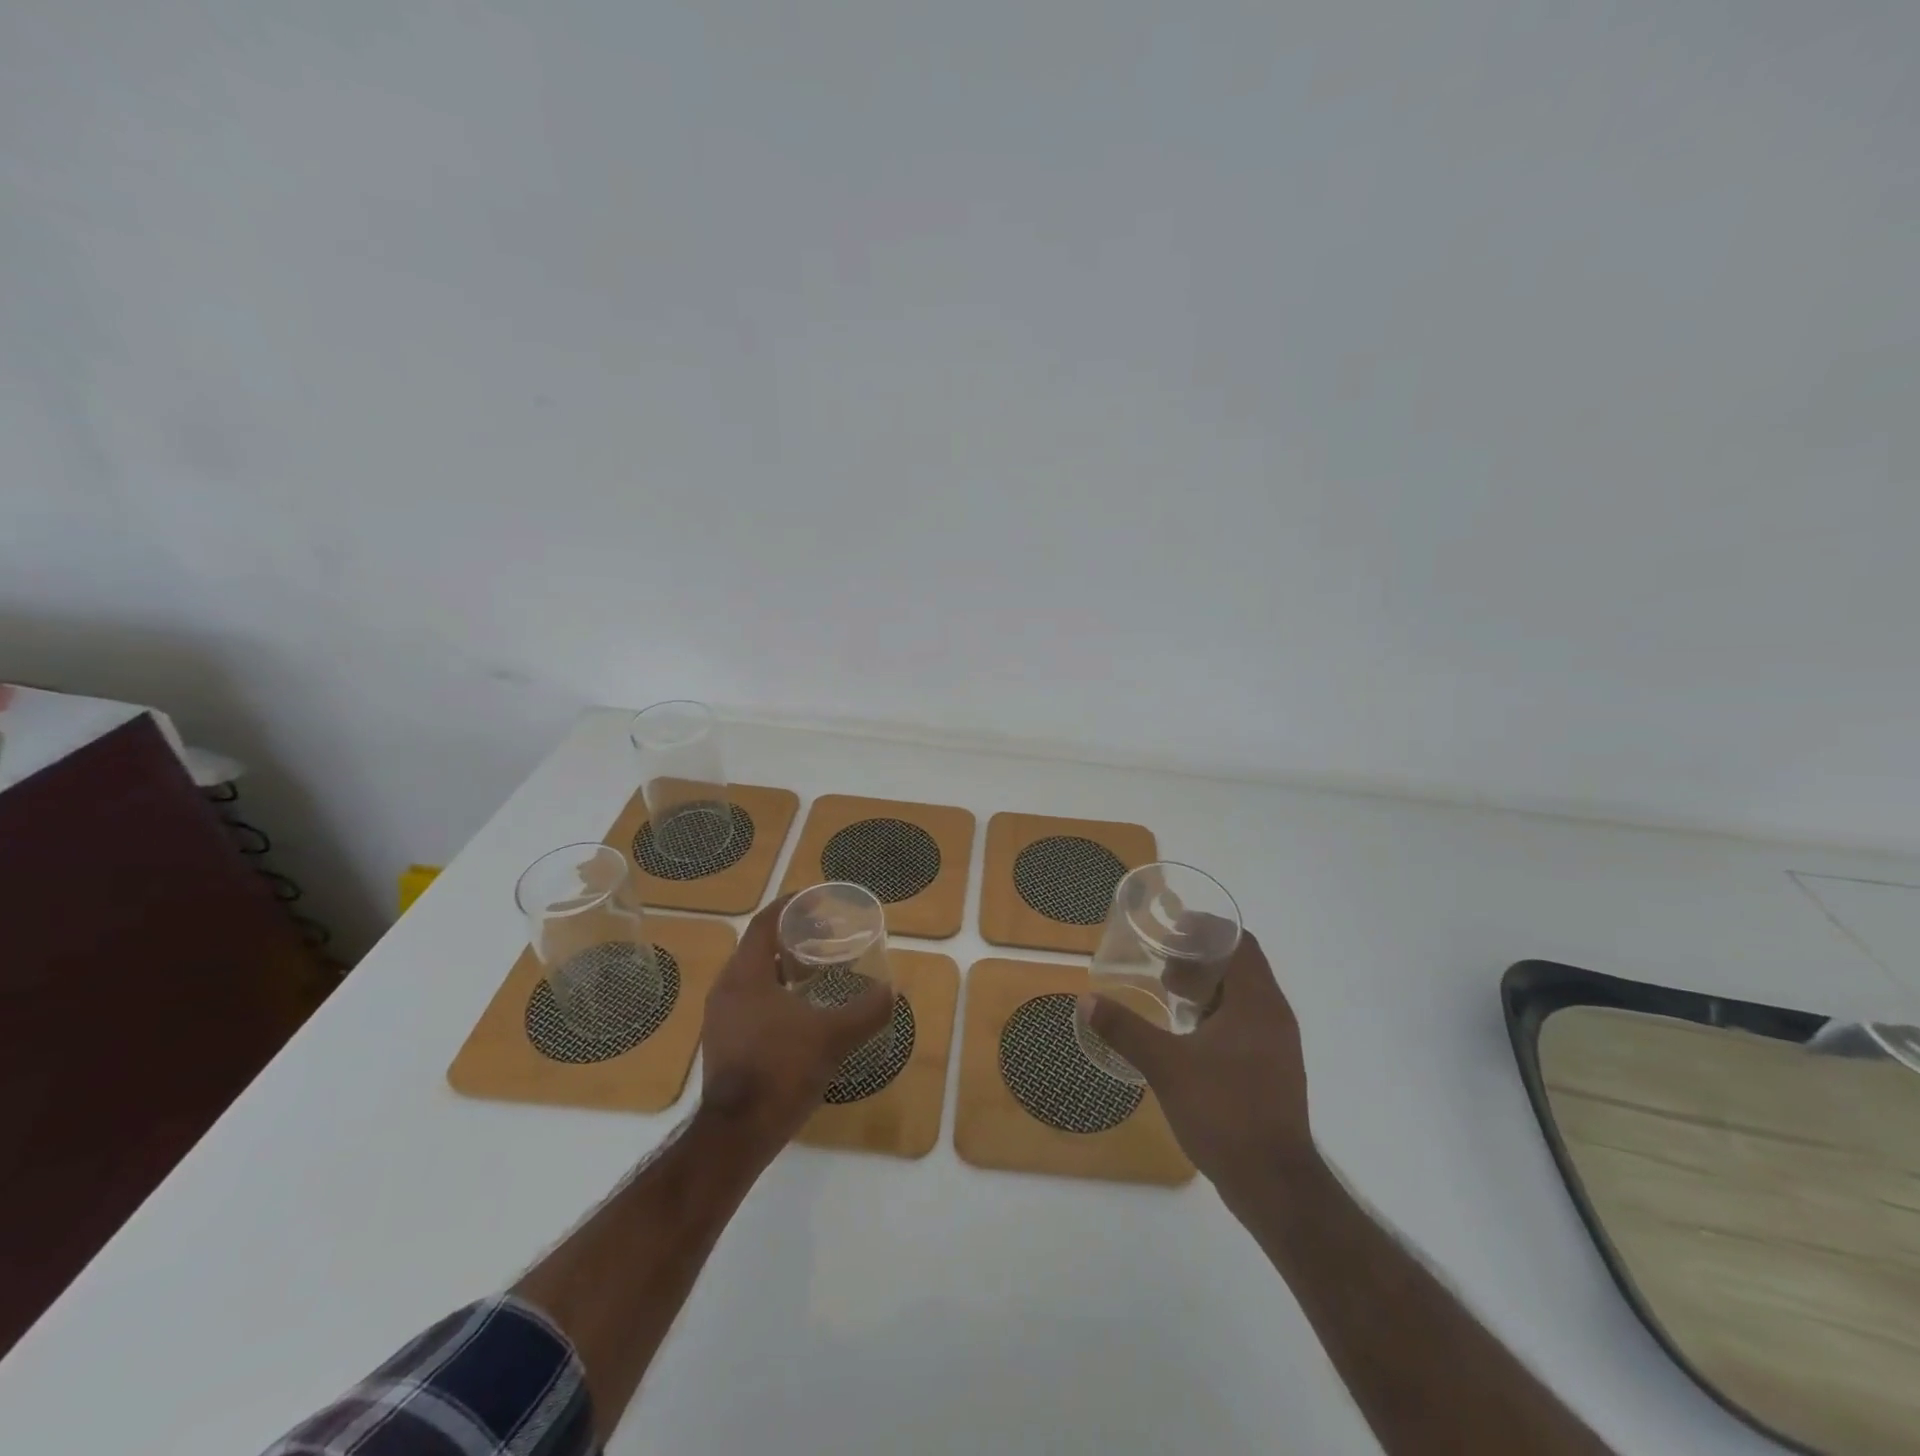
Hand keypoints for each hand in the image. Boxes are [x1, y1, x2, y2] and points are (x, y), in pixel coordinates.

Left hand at [699, 894, 893, 1156]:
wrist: (736, 1135)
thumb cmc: (781, 1071)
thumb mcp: (833, 1038)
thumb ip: (866, 1011)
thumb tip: (892, 992)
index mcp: (746, 975)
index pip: (764, 923)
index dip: (790, 906)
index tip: (817, 901)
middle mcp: (727, 989)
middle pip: (758, 947)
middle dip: (792, 937)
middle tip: (826, 937)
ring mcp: (720, 1018)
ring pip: (753, 976)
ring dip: (784, 967)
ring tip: (817, 972)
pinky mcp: (723, 1042)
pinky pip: (749, 1001)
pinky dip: (775, 993)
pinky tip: (801, 1011)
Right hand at [1079, 930, 1311, 1194]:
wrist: (1275, 1186)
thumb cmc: (1224, 1112)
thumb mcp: (1166, 1067)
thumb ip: (1126, 1030)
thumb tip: (1087, 1001)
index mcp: (1257, 1003)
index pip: (1240, 942)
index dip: (1207, 930)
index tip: (1172, 930)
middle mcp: (1274, 1016)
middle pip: (1242, 966)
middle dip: (1202, 959)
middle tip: (1164, 966)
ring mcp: (1279, 1046)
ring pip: (1244, 996)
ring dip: (1210, 988)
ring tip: (1171, 995)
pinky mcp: (1275, 1071)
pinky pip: (1247, 1023)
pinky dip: (1219, 1014)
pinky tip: (1189, 1036)